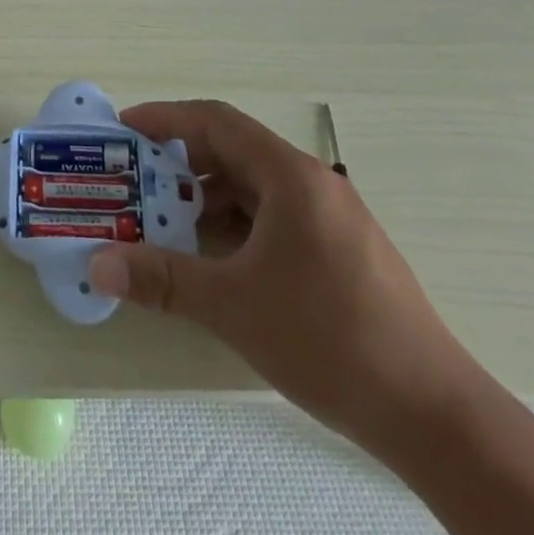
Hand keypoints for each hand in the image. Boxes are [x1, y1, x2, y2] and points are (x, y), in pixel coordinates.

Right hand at [85, 99, 481, 449]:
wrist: (435, 416)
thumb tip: (97, 265)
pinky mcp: (343, 248)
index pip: (215, 121)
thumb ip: (161, 278)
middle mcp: (313, 182)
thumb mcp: (233, 306)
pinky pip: (276, 213)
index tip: (125, 128)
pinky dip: (239, 220)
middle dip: (182, 159)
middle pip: (235, 149)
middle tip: (138, 178)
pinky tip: (219, 255)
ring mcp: (333, 216)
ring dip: (209, 194)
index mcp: (290, 176)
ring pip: (256, 184)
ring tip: (169, 220)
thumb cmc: (329, 340)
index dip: (165, 118)